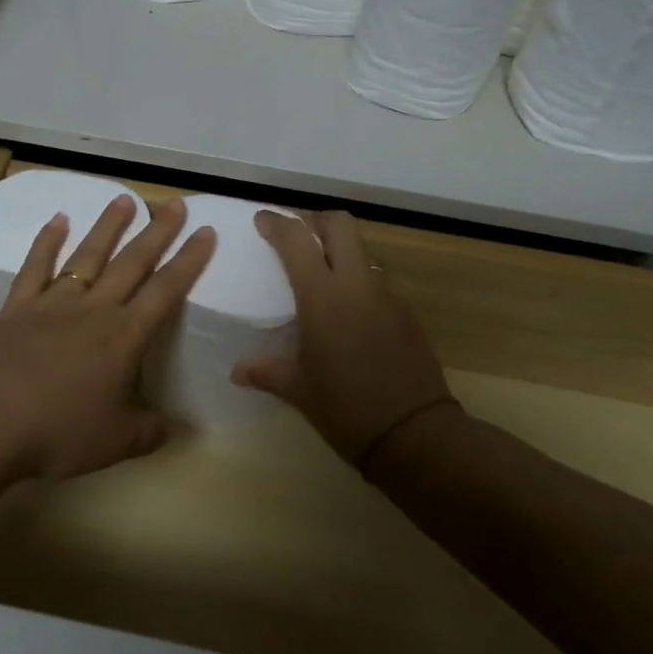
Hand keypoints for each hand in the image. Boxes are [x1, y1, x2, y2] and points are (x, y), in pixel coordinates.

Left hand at [0, 193, 214, 480]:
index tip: (206, 231)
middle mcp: (94, 310)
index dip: (189, 260)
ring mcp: (53, 304)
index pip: (166, 290)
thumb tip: (179, 429)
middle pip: (132, 262)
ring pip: (87, 256)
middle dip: (157, 232)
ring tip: (124, 199)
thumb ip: (149, 431)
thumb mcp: (115, 442)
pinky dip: (47, 242)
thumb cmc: (59, 431)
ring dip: (108, 226)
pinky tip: (57, 220)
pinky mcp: (18, 308)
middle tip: (173, 203)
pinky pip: (36, 267)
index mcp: (124, 337)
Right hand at [234, 210, 456, 466]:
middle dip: (316, 221)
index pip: (296, 239)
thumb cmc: (345, 408)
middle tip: (298, 236)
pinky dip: (359, 282)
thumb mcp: (298, 390)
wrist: (414, 434)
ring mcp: (386, 296)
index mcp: (322, 296)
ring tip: (322, 274)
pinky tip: (350, 313)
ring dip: (341, 250)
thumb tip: (238, 372)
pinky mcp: (406, 312)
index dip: (277, 223)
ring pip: (363, 251)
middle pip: (340, 225)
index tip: (262, 220)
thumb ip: (266, 372)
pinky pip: (378, 281)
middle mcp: (356, 284)